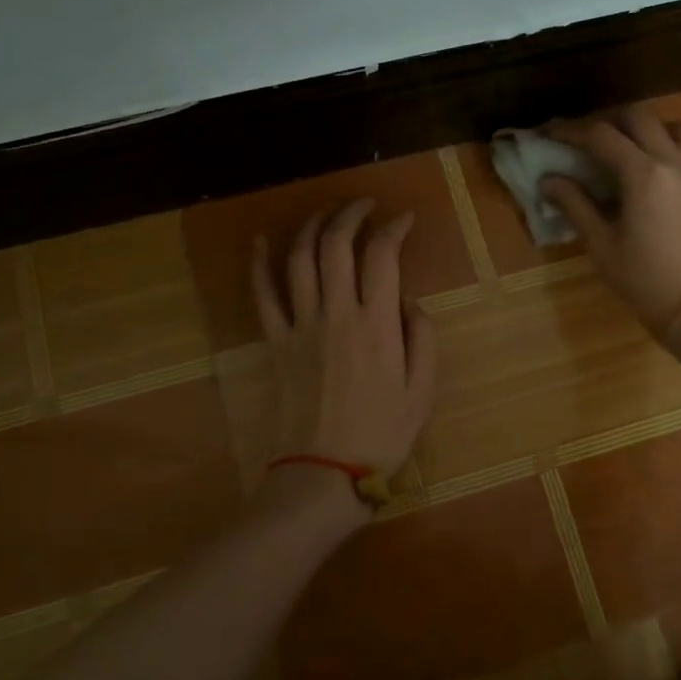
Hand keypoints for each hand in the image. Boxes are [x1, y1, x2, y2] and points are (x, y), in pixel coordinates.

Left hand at [251, 200, 437, 482]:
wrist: (322, 474)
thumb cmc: (380, 436)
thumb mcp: (422, 391)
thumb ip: (421, 336)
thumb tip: (406, 300)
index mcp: (375, 325)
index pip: (382, 256)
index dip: (393, 228)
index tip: (403, 219)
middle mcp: (335, 314)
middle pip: (336, 245)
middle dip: (350, 214)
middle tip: (365, 205)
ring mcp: (300, 325)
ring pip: (299, 259)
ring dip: (312, 226)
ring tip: (325, 213)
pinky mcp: (275, 342)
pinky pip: (262, 295)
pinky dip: (258, 264)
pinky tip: (259, 241)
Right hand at [543, 104, 680, 334]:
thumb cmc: (641, 279)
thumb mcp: (600, 243)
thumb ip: (574, 204)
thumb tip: (548, 180)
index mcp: (643, 174)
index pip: (600, 136)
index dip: (571, 132)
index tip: (550, 134)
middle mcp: (675, 162)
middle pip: (640, 118)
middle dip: (609, 121)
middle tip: (588, 138)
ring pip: (679, 127)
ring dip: (651, 129)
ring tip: (632, 147)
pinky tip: (667, 169)